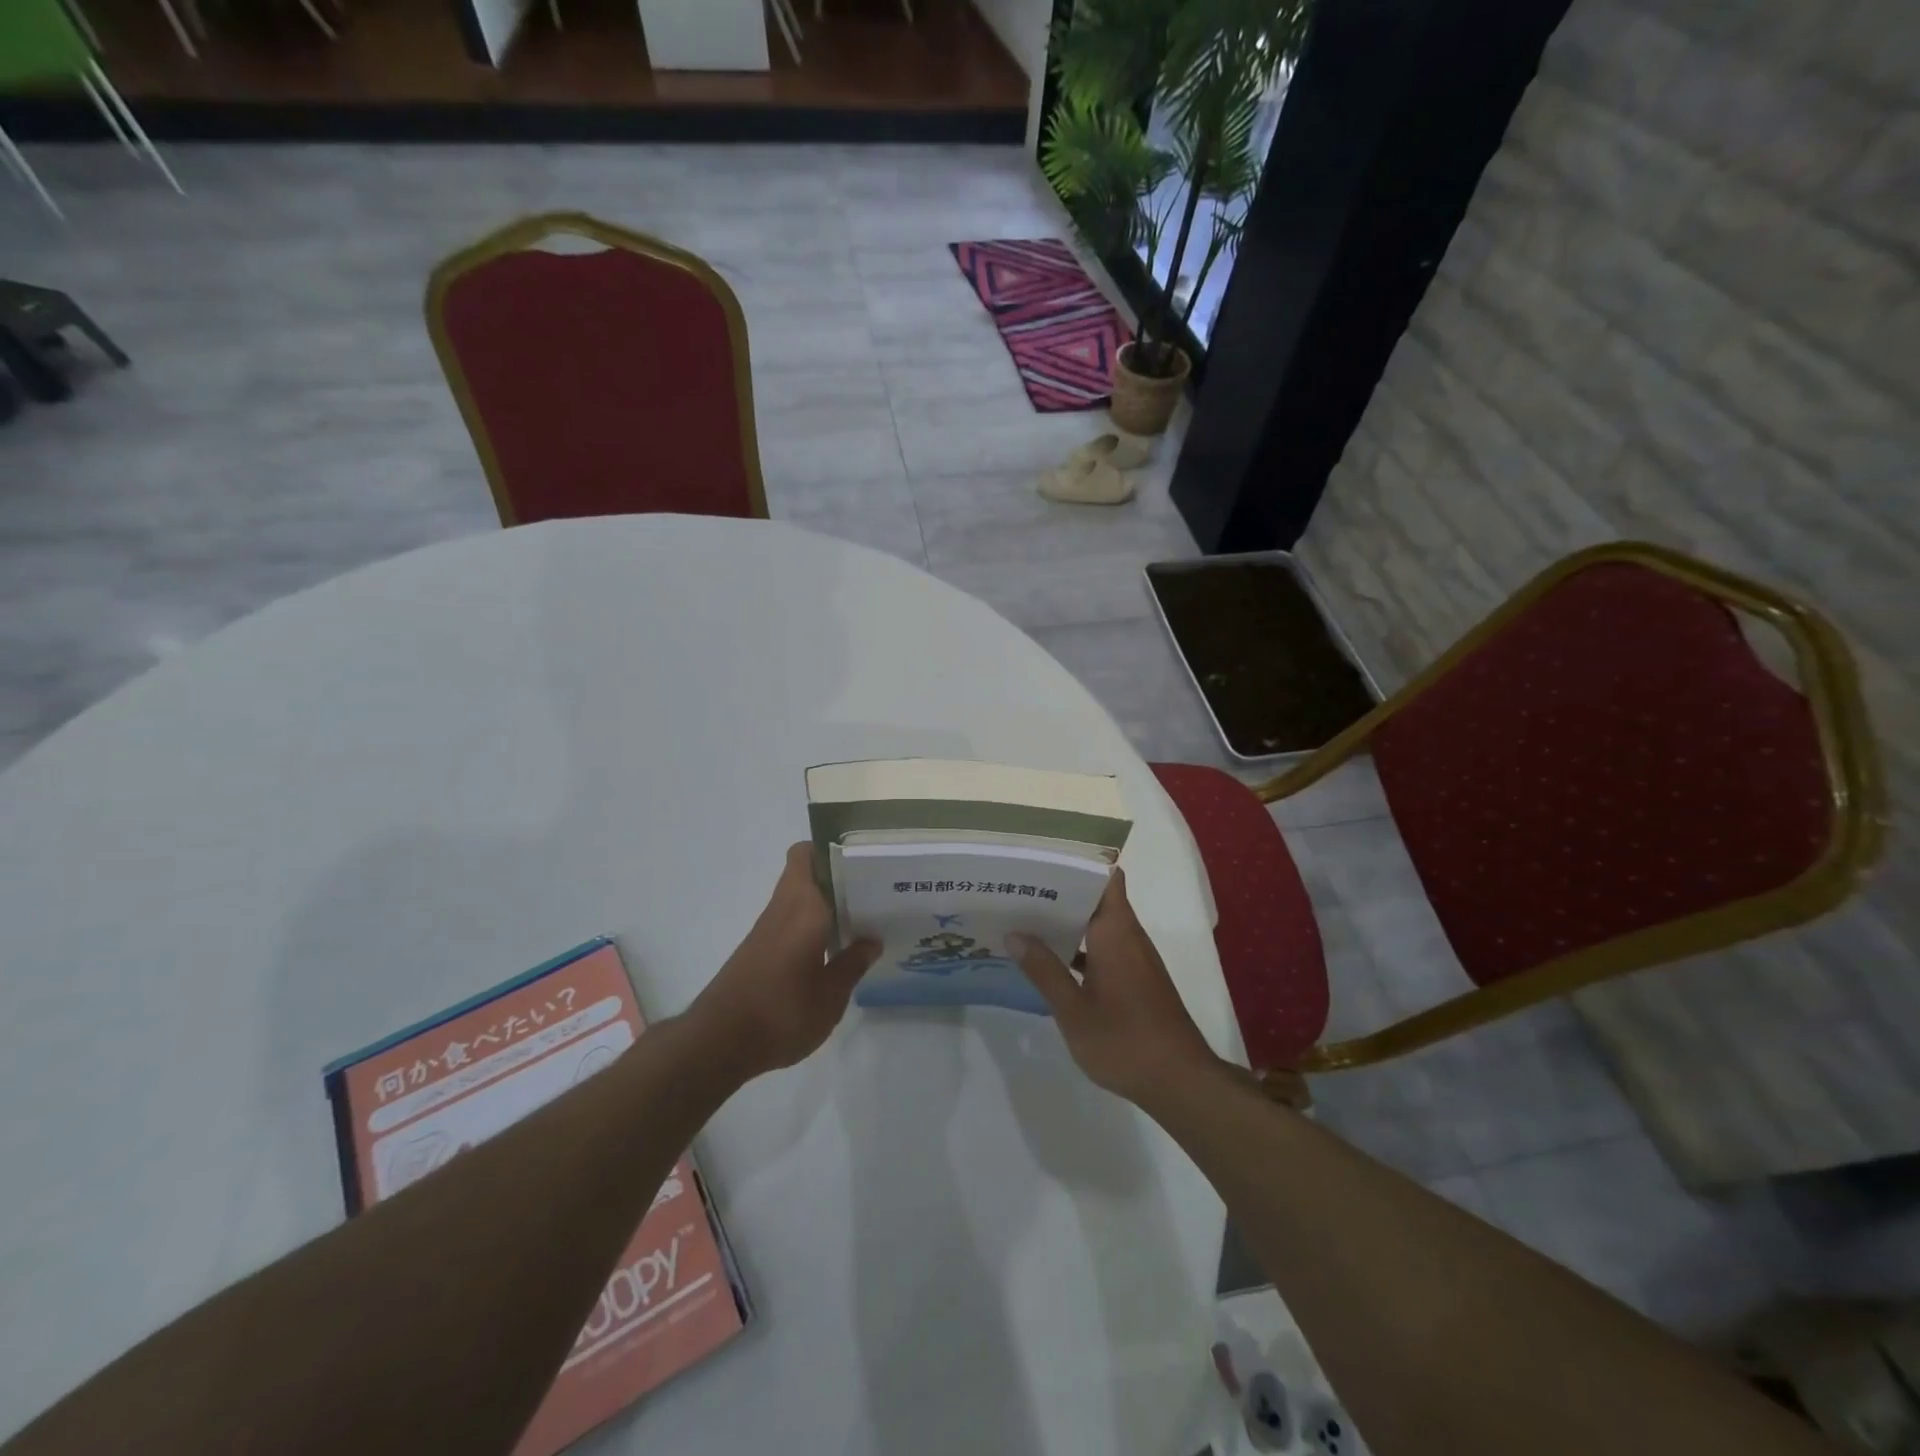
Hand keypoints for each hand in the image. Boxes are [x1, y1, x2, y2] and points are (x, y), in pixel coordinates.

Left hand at [687, 843, 879, 1081]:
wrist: (718, 1043)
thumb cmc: (781, 1013)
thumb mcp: (830, 996)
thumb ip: (852, 964)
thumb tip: (872, 940)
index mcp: (803, 907)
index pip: (807, 855)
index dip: (831, 849)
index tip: (863, 858)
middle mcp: (783, 908)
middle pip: (807, 874)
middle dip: (838, 877)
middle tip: (874, 889)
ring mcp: (768, 929)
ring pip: (800, 898)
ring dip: (827, 902)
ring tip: (864, 916)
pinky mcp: (759, 950)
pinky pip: (792, 921)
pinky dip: (813, 925)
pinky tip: (835, 947)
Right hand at [1010, 869, 1221, 1106]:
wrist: (1180, 1082)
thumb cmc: (1124, 1040)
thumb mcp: (1073, 1009)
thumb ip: (1044, 970)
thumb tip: (1015, 933)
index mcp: (1115, 931)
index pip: (1105, 877)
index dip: (1078, 862)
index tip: (1043, 857)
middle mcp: (1128, 936)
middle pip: (1097, 897)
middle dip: (1061, 891)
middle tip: (1019, 887)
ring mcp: (1134, 959)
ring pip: (1099, 924)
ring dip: (1068, 921)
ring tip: (1025, 918)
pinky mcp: (1136, 980)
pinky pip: (1104, 948)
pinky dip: (1079, 947)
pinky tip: (1050, 961)